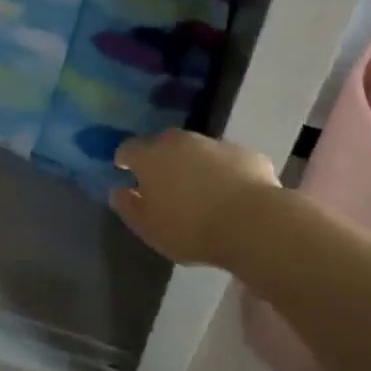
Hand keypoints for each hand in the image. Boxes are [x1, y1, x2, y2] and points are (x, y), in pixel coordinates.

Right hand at [111, 130, 279, 266]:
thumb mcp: (149, 228)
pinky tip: (230, 193)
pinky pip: (226, 160)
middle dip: (159, 158)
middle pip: (162, 143)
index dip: (125, 159)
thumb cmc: (191, 229)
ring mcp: (215, 144)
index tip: (124, 171)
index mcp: (151, 156)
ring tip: (198, 189)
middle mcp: (180, 141)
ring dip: (192, 163)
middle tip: (162, 181)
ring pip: (196, 149)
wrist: (253, 223)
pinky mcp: (245, 153)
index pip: (128, 148)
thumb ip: (128, 207)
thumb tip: (117, 191)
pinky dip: (223, 171)